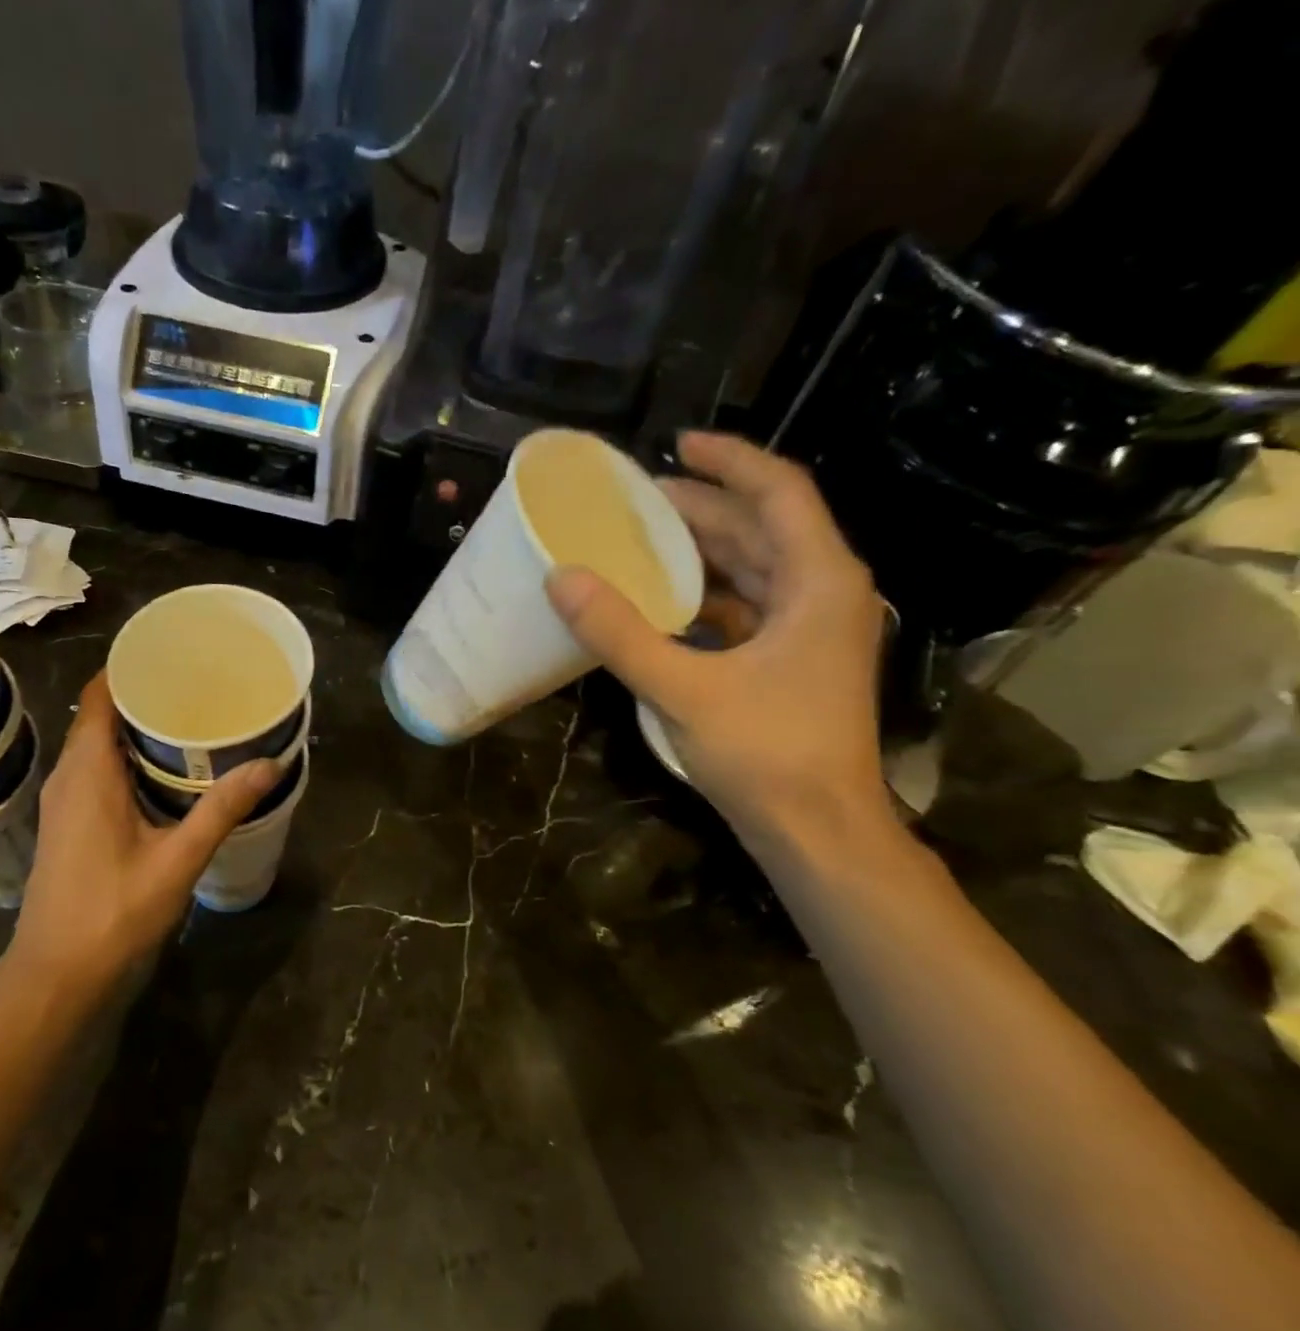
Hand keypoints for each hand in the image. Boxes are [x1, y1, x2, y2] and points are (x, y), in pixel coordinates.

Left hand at [2, 672, 278, 992]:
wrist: (56, 974)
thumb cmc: (113, 913)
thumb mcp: (177, 860)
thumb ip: (221, 810)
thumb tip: (270, 764)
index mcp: (87, 772)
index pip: (99, 695)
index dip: (130, 668)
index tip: (174, 655)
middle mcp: (68, 776)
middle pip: (101, 716)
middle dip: (145, 696)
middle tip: (199, 688)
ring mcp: (64, 802)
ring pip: (98, 745)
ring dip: (137, 729)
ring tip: (190, 721)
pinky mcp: (68, 823)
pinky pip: (96, 770)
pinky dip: (127, 758)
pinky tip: (166, 772)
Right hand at [546, 431, 889, 845]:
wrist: (817, 830)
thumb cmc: (765, 753)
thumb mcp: (683, 689)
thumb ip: (621, 633)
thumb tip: (561, 579)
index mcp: (819, 580)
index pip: (778, 492)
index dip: (729, 460)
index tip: (675, 444)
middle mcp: (824, 592)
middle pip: (761, 527)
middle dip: (701, 508)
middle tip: (634, 500)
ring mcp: (810, 629)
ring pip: (754, 568)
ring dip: (700, 552)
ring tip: (639, 541)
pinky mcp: (790, 662)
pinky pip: (746, 607)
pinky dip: (704, 596)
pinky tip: (660, 601)